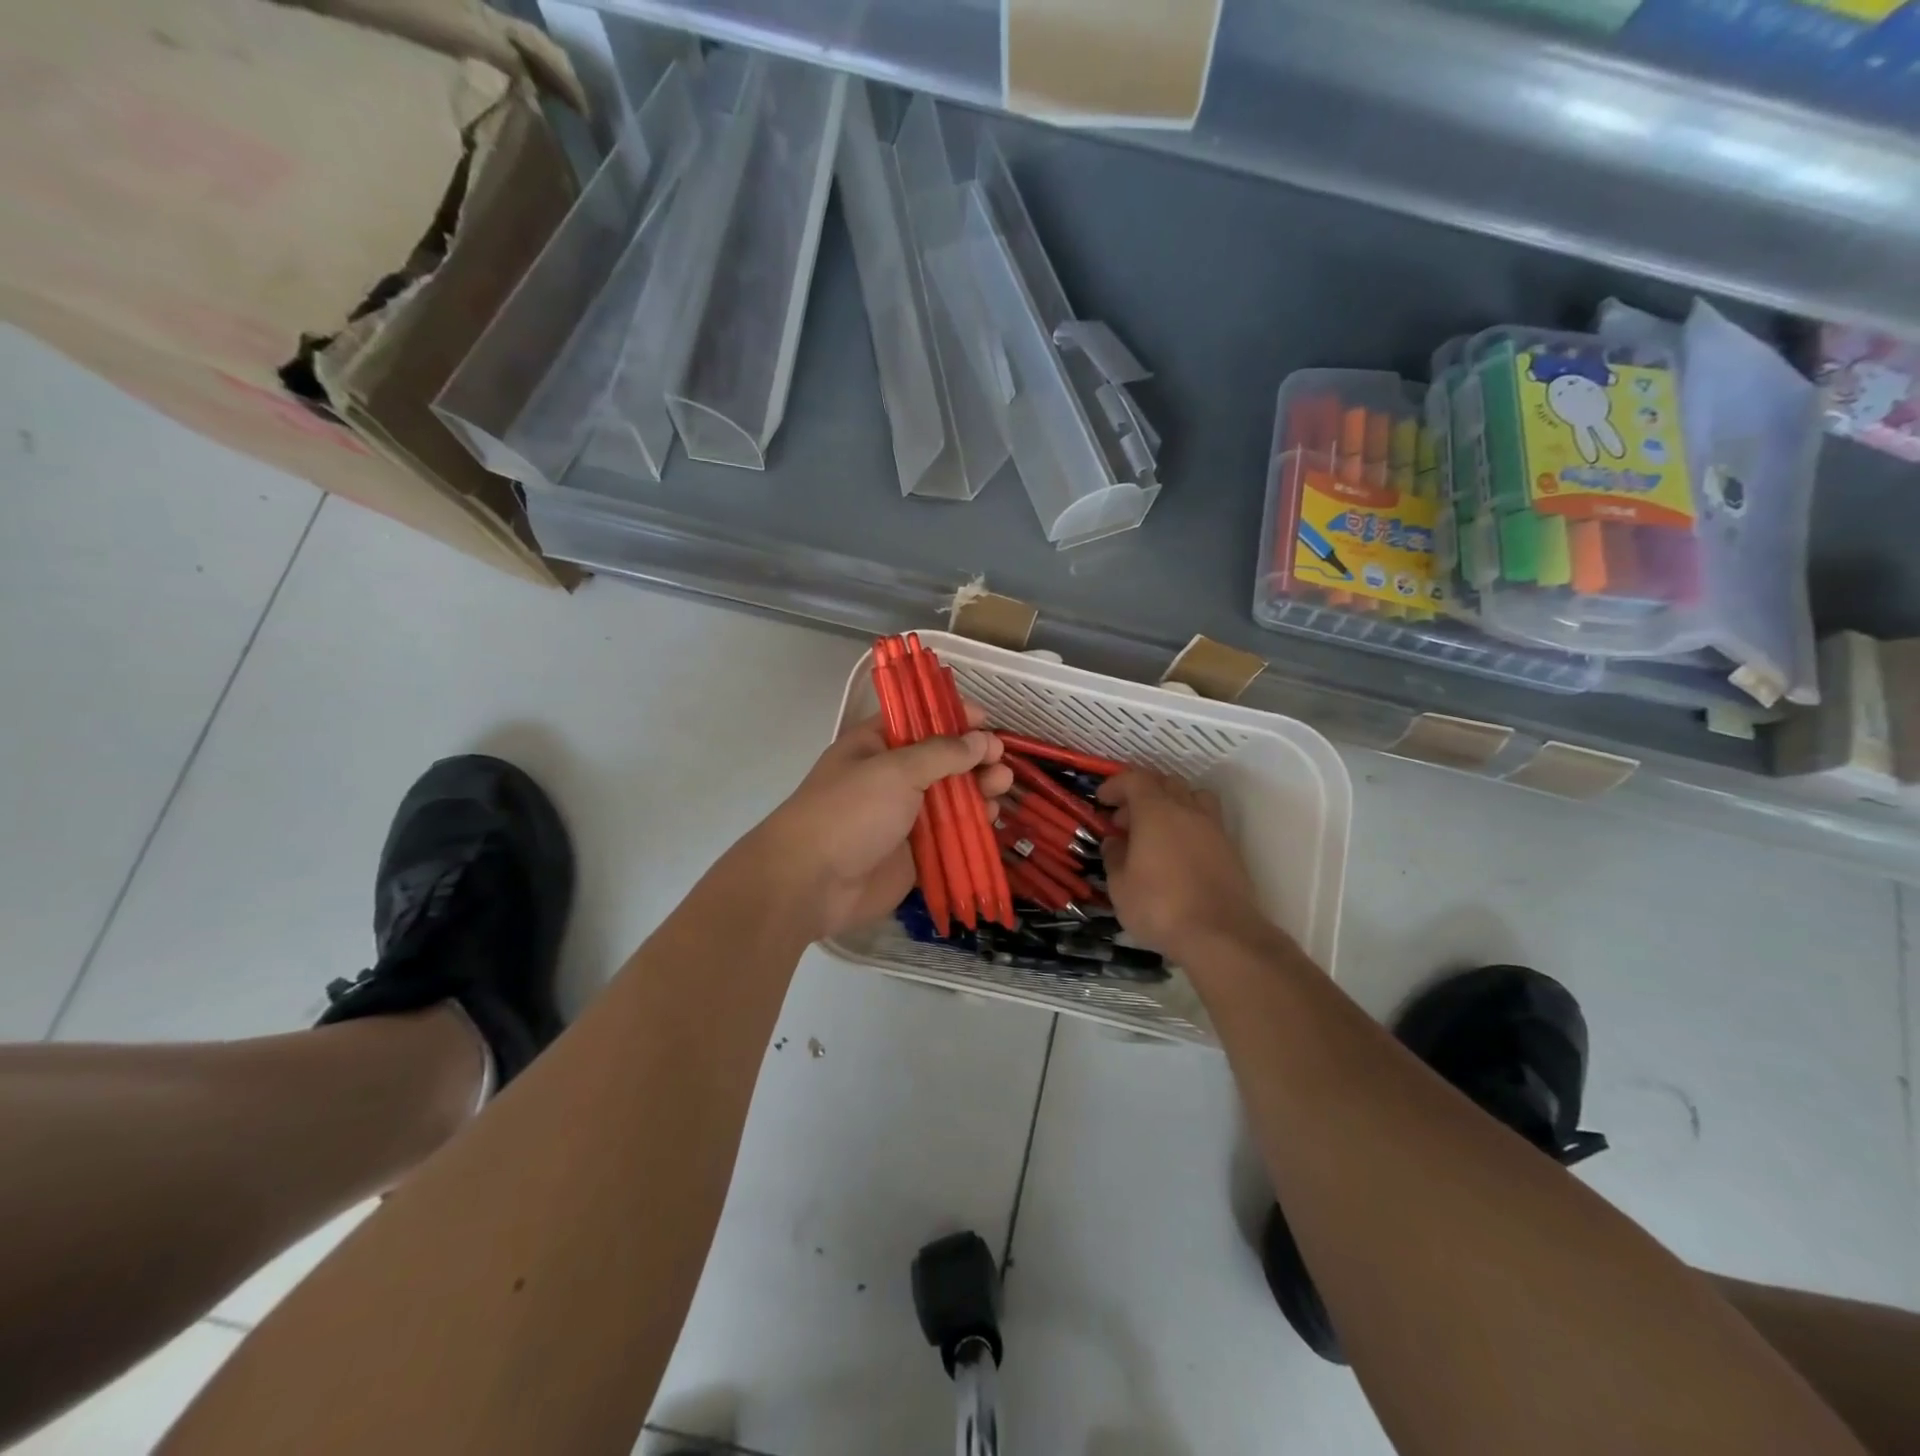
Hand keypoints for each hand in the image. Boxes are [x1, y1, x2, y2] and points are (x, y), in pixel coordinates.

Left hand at [751, 710, 1011, 941]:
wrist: (811, 883)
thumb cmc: (850, 812)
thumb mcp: (896, 770)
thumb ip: (942, 753)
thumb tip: (981, 740)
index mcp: (876, 745)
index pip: (919, 720)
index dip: (952, 716)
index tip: (986, 720)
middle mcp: (892, 777)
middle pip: (942, 761)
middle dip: (973, 758)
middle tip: (1000, 762)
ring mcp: (903, 817)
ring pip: (950, 799)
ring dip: (978, 791)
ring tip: (1001, 787)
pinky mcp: (914, 854)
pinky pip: (950, 836)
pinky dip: (972, 827)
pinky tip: (992, 820)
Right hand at [1097, 769, 1270, 959]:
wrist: (1221, 935)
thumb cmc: (1160, 907)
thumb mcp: (1120, 886)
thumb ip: (1114, 857)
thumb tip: (1115, 842)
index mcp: (1156, 811)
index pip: (1135, 779)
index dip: (1115, 785)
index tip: (1102, 800)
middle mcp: (1187, 810)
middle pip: (1165, 782)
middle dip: (1141, 794)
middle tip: (1124, 820)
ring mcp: (1213, 827)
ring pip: (1192, 796)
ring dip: (1171, 803)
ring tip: (1156, 829)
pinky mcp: (1230, 848)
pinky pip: (1207, 820)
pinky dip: (1189, 824)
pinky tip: (1178, 851)